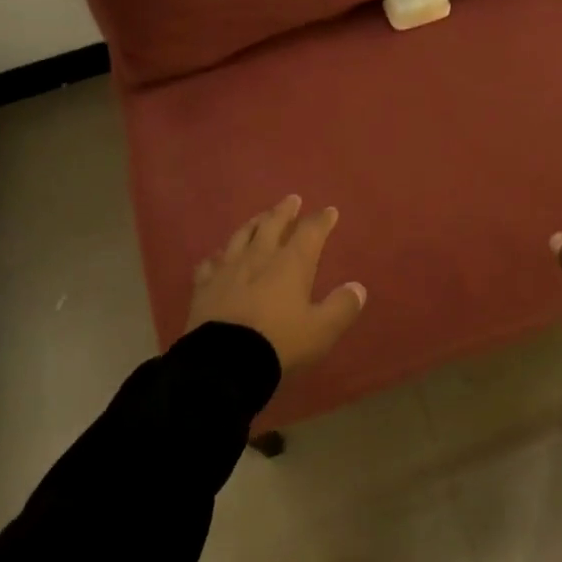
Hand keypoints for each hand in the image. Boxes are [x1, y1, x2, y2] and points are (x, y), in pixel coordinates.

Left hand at [188, 195, 367, 372]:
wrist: (224, 362)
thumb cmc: (279, 342)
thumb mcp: (321, 330)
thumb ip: (341, 307)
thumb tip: (358, 288)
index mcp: (291, 264)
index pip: (310, 232)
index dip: (321, 220)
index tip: (329, 211)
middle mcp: (259, 256)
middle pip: (273, 224)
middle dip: (285, 210)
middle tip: (292, 199)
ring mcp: (228, 268)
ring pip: (242, 235)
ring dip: (254, 223)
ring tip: (260, 217)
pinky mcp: (204, 285)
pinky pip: (211, 262)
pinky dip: (219, 255)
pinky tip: (219, 256)